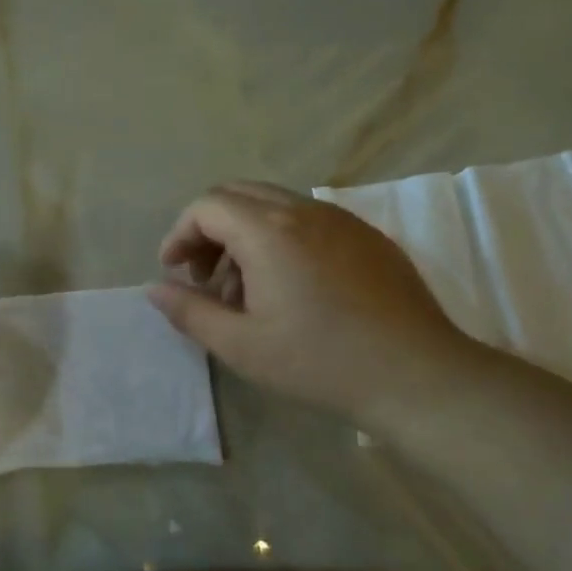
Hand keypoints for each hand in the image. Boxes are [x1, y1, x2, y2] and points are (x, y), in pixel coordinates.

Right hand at [147, 182, 479, 431]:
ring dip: (244, 235)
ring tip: (246, 291)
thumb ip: (189, 311)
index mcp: (268, 231)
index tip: (174, 271)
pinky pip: (309, 220)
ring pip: (274, 205)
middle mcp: (304, 211)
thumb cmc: (318, 361)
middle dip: (209, 230)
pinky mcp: (368, 236)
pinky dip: (280, 239)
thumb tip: (155, 289)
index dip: (180, 234)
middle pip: (238, 195)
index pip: (207, 206)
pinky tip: (290, 289)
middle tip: (204, 277)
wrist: (416, 375)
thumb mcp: (239, 345)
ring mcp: (342, 220)